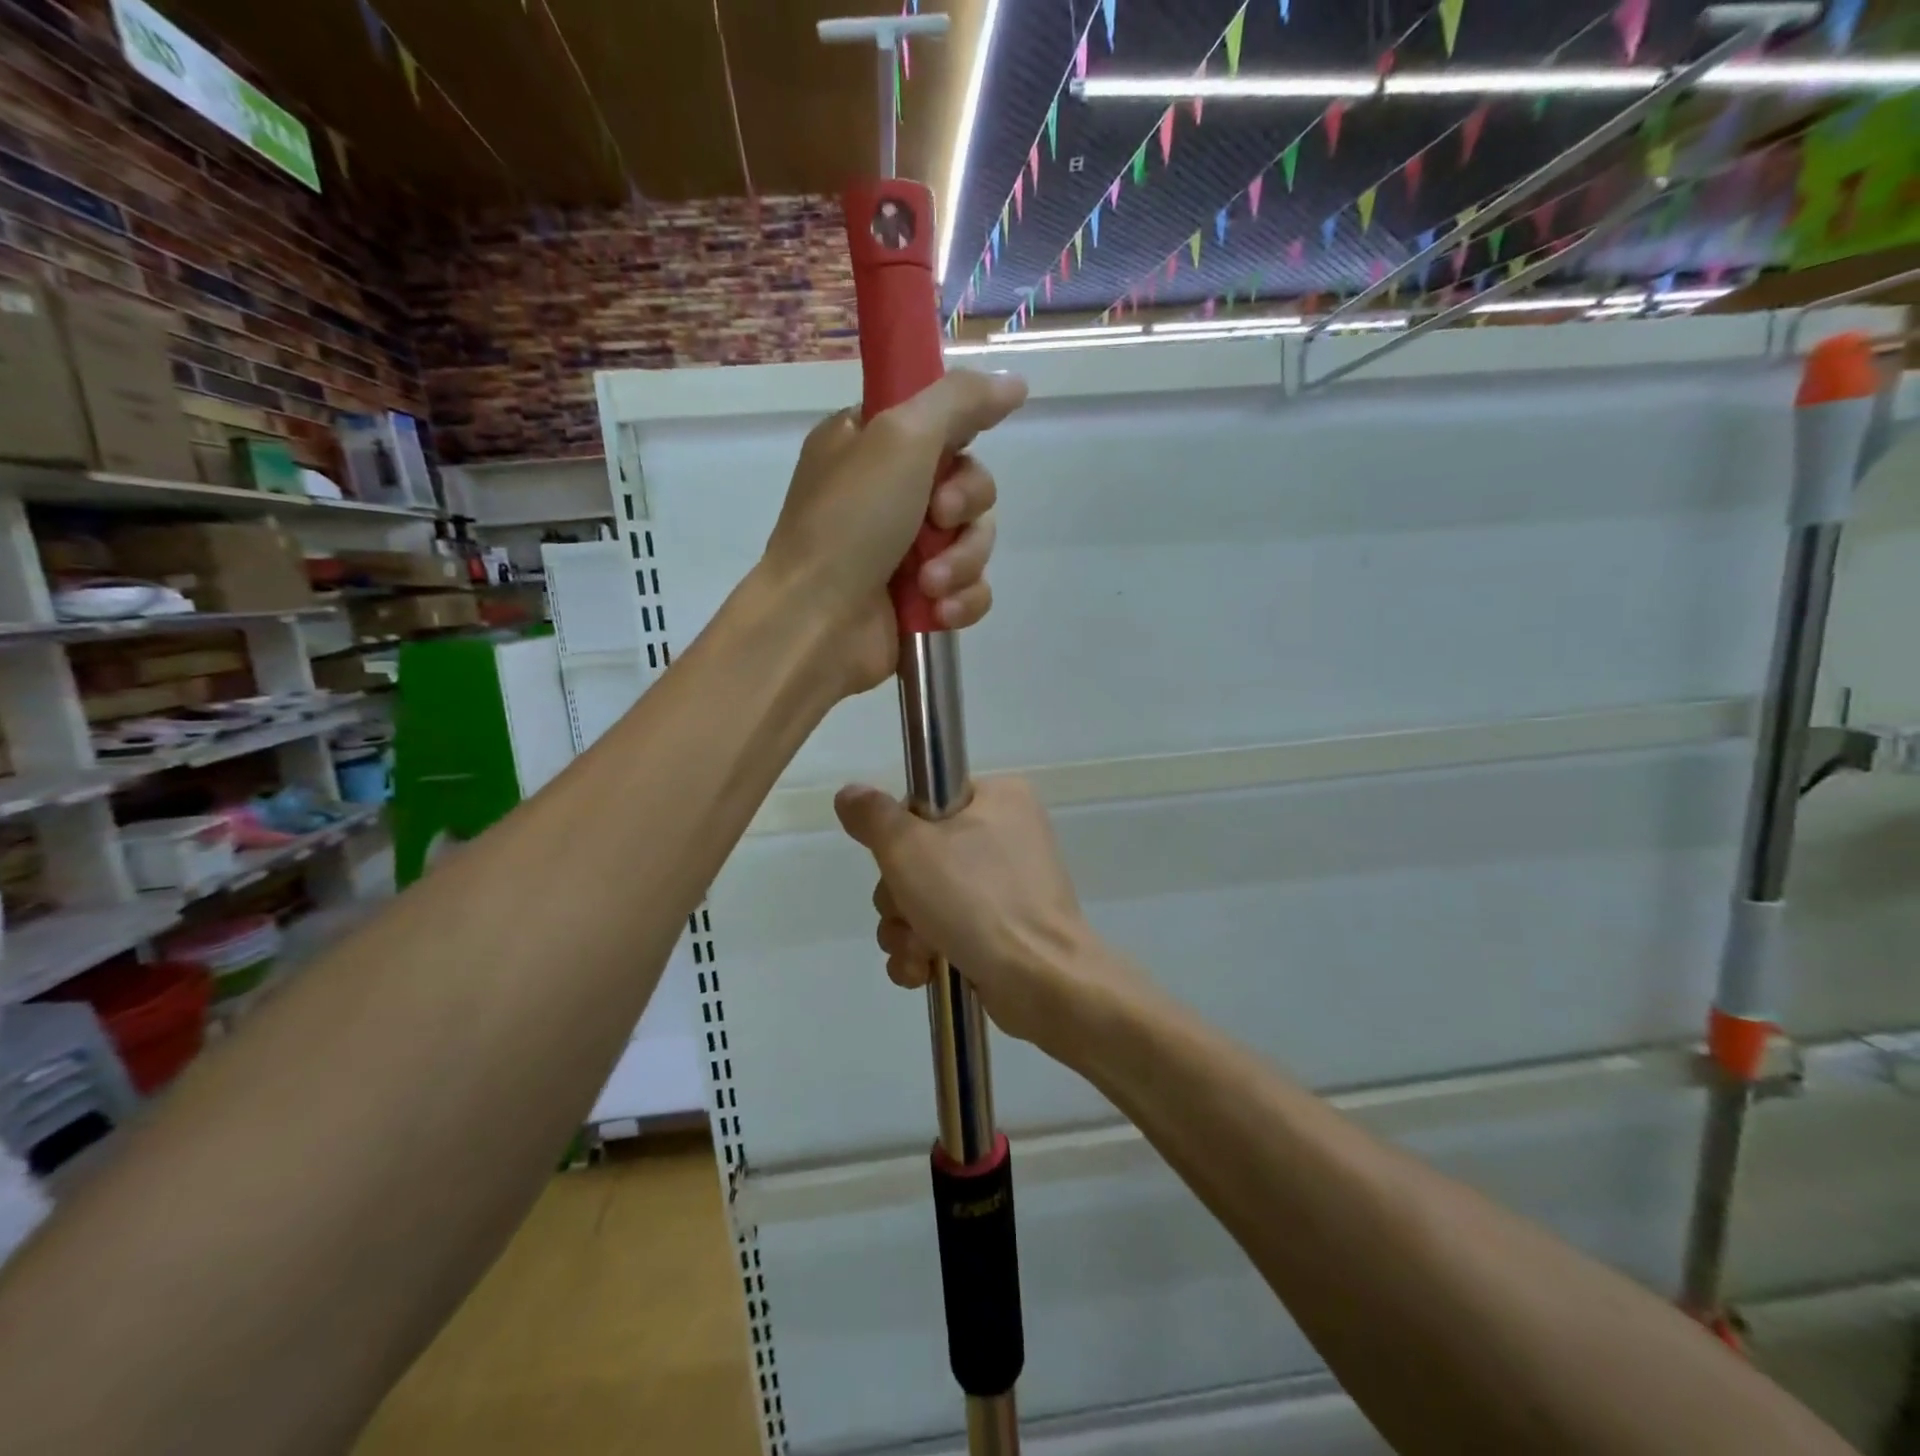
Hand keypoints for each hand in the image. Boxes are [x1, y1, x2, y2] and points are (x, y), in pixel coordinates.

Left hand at [762, 370, 1026, 696]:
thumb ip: (960, 401)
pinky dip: (962, 600)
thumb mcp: (900, 437)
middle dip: (965, 507)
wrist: (817, 623)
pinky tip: (939, 611)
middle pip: (970, 483)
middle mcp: (889, 493)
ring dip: (962, 561)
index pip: (940, 423)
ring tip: (929, 583)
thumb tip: (1015, 383)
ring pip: (976, 540)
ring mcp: (906, 551)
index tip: (954, 453)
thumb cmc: (849, 523)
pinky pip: (972, 589)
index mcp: (870, 444)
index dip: (959, 439)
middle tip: (938, 518)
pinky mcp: (923, 600)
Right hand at [834, 777, 1136, 1052]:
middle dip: (900, 897)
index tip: (897, 861)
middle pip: (920, 856)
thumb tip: (850, 793)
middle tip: (910, 913)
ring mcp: (1008, 887)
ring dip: (907, 930)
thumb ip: (873, 816)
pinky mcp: (1004, 930)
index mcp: (999, 798)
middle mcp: (1007, 835)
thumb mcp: (910, 848)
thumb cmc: (977, 900)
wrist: (1042, 982)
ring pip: (927, 898)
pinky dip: (927, 952)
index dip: (899, 836)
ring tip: (920, 952)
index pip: (925, 803)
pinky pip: (948, 930)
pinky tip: (923, 973)